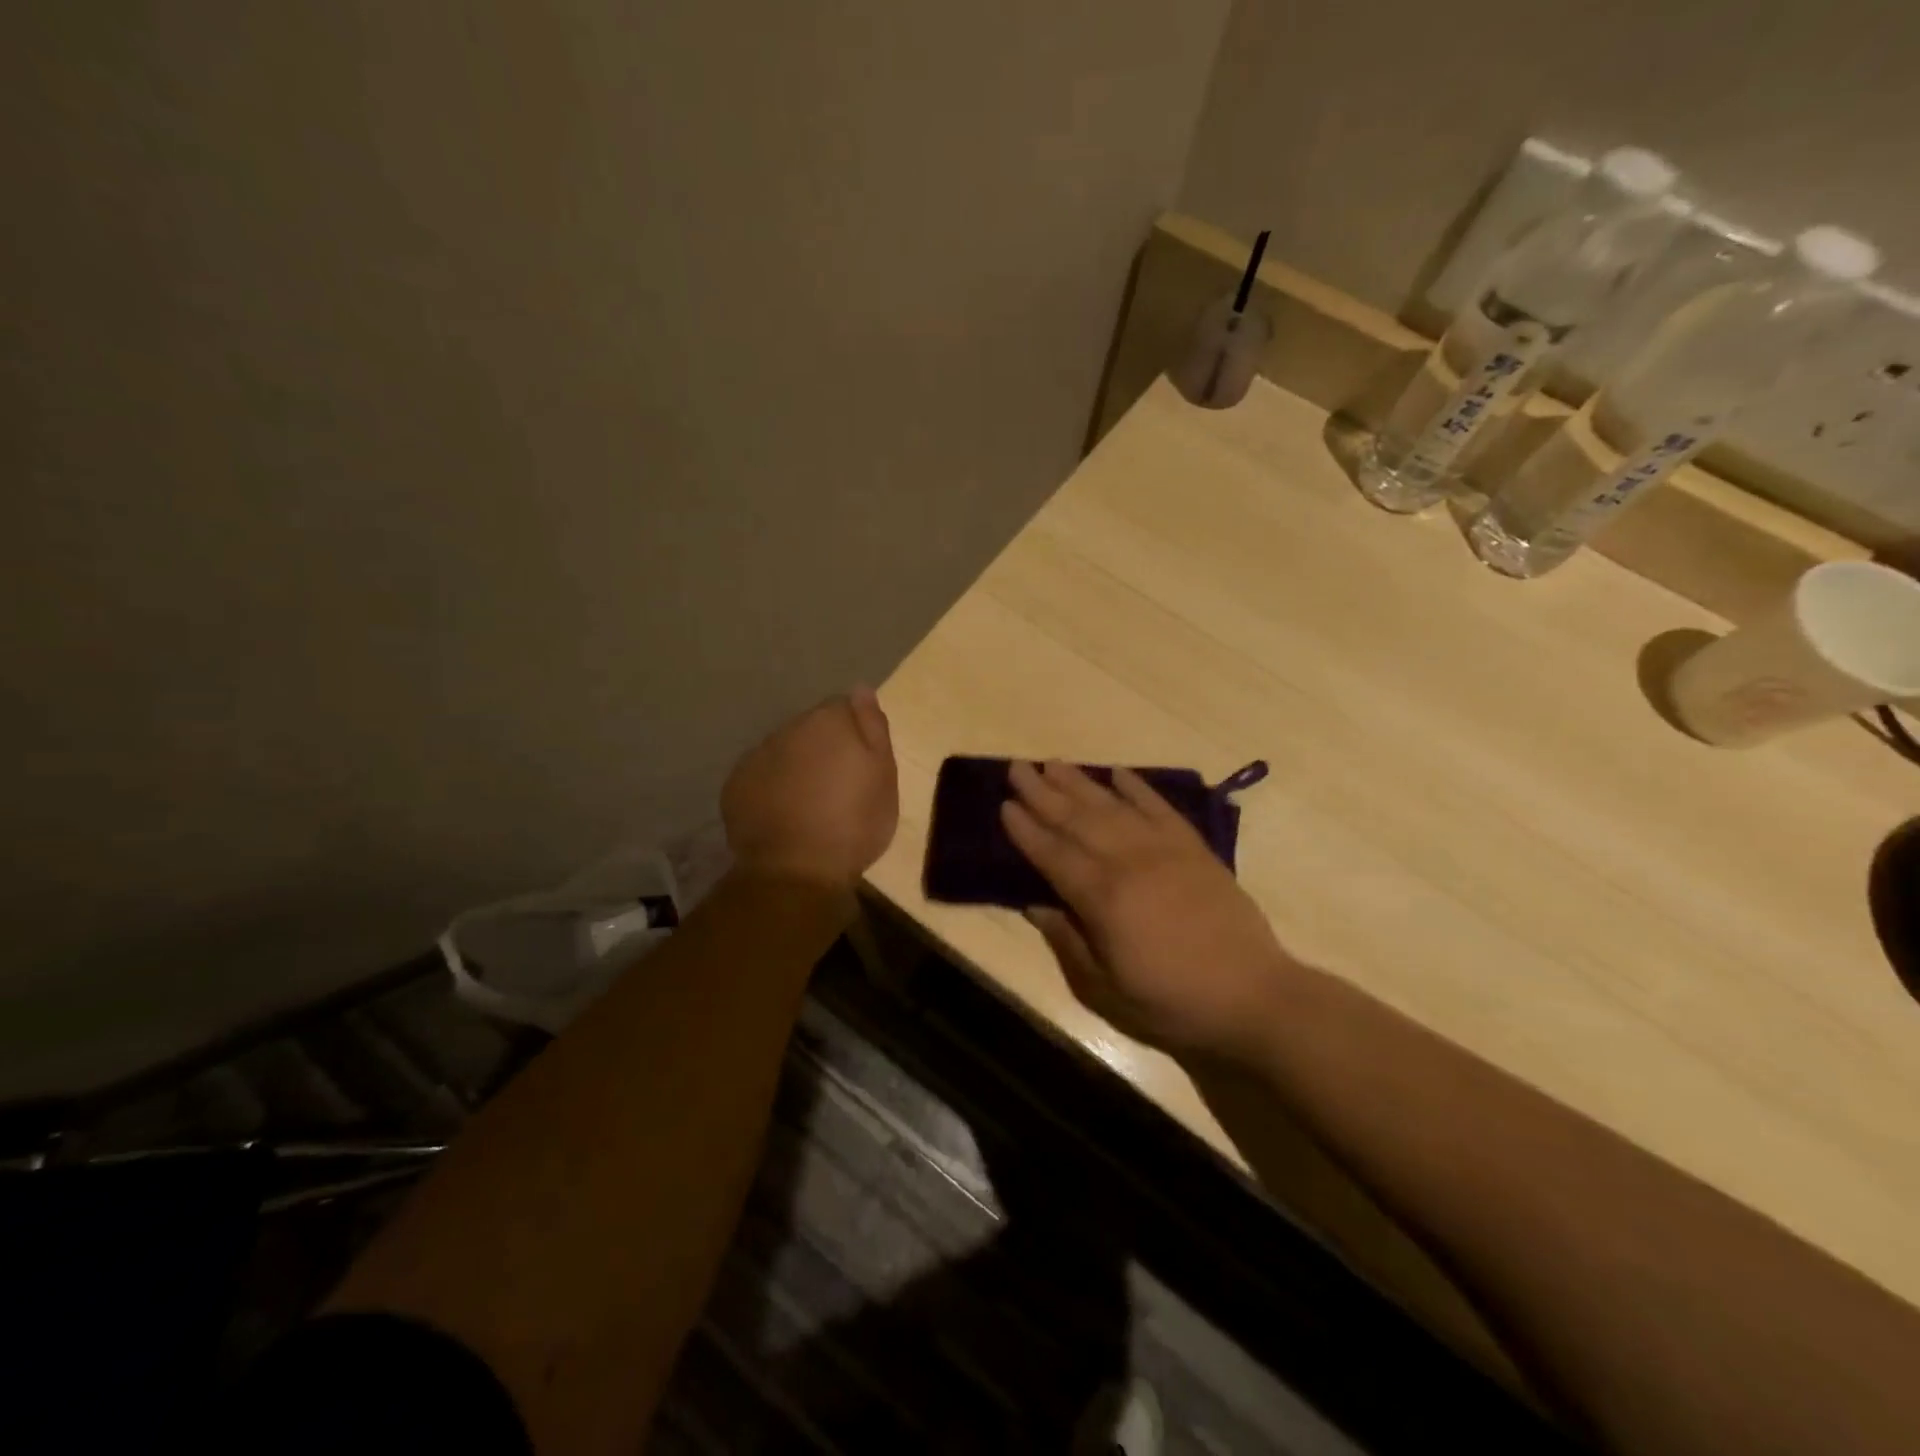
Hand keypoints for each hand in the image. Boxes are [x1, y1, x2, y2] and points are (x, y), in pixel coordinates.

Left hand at [723, 688, 898, 891]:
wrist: (796, 872)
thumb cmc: (854, 824)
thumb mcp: (884, 776)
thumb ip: (873, 727)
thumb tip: (861, 688)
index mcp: (827, 721)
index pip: (844, 708)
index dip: (856, 733)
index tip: (863, 763)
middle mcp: (787, 729)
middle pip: (811, 729)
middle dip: (823, 748)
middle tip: (838, 787)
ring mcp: (756, 757)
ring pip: (784, 752)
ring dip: (796, 767)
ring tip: (809, 804)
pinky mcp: (735, 786)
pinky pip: (760, 777)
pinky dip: (772, 788)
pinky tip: (783, 815)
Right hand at [1002, 760, 1298, 1062]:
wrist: (1254, 995)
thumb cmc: (1172, 1002)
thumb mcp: (1107, 990)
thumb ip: (1068, 942)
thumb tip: (1034, 906)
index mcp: (1103, 899)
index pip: (1053, 855)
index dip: (1026, 830)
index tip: (1004, 804)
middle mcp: (1129, 862)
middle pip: (1077, 820)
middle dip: (1043, 793)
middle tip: (1018, 767)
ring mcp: (1164, 850)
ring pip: (1112, 807)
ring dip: (1080, 783)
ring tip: (1054, 763)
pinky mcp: (1194, 848)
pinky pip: (1159, 808)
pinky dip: (1137, 788)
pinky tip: (1118, 773)